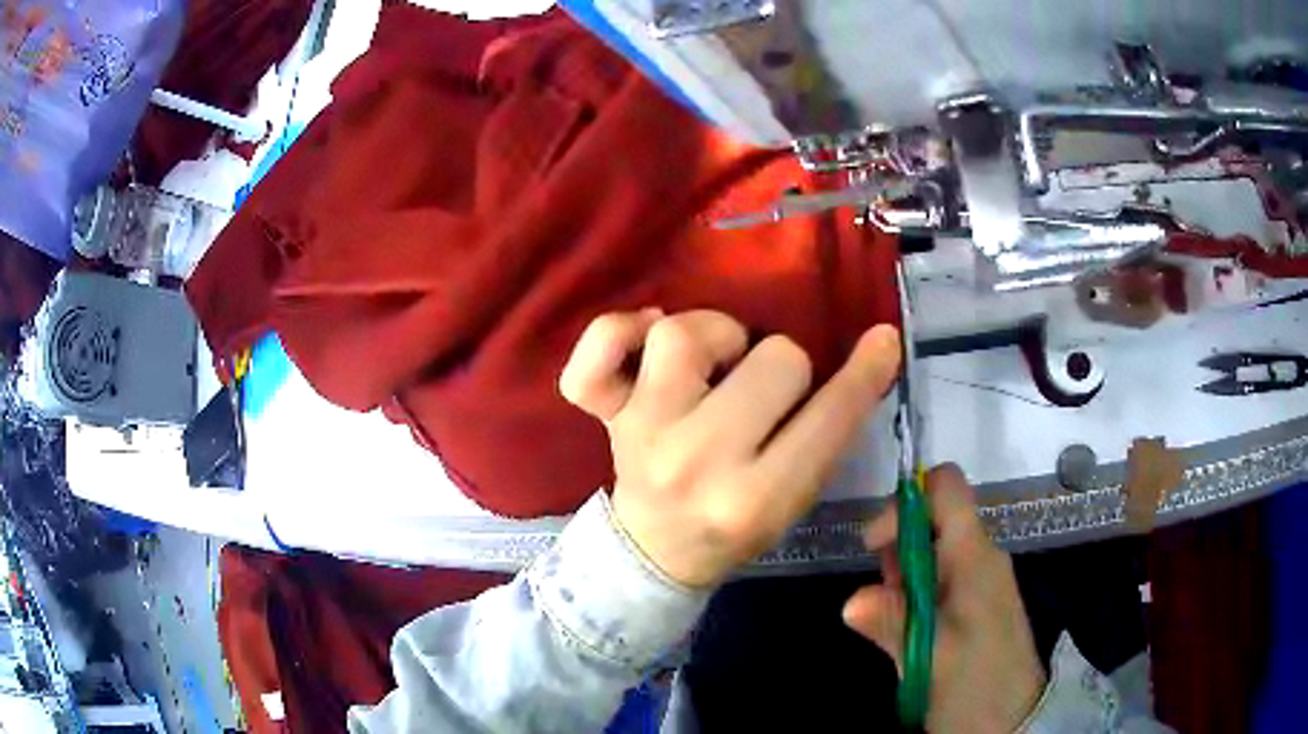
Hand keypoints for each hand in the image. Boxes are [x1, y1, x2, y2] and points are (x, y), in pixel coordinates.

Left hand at [560, 309, 900, 587]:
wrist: (656, 551)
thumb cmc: (736, 526)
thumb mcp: (797, 497)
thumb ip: (832, 430)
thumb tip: (877, 346)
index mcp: (758, 498)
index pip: (829, 417)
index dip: (864, 373)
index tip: (880, 340)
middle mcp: (698, 462)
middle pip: (775, 360)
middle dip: (784, 372)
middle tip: (766, 396)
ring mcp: (643, 433)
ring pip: (686, 335)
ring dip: (716, 336)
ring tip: (718, 365)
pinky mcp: (607, 414)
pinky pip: (595, 355)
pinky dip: (616, 332)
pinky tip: (646, 333)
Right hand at [843, 465, 1046, 732]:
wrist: (1013, 719)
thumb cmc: (977, 682)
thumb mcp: (932, 657)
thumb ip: (893, 623)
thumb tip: (851, 601)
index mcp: (974, 555)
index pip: (945, 487)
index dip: (905, 502)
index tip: (874, 545)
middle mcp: (979, 556)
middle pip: (933, 518)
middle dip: (898, 546)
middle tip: (882, 595)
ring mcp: (979, 580)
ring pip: (933, 551)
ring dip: (903, 575)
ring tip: (894, 619)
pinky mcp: (975, 603)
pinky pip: (940, 578)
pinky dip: (915, 593)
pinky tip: (909, 628)